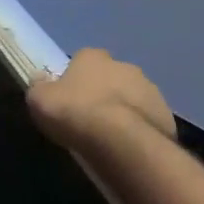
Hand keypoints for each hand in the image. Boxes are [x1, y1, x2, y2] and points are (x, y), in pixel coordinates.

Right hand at [27, 48, 175, 153]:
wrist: (120, 140)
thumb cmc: (75, 113)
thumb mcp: (40, 100)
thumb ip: (39, 86)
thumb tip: (39, 78)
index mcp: (93, 56)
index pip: (81, 61)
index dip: (75, 80)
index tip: (69, 100)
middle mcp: (124, 65)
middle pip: (110, 77)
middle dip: (103, 93)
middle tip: (91, 119)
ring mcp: (149, 89)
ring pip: (132, 97)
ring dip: (124, 110)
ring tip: (111, 138)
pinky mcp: (165, 114)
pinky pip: (148, 120)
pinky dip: (140, 129)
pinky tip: (129, 147)